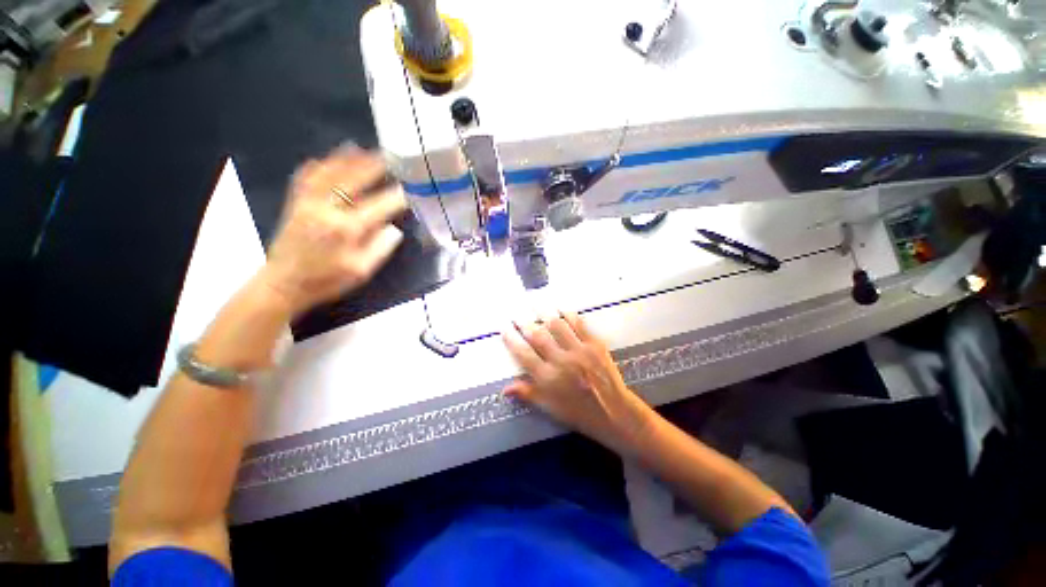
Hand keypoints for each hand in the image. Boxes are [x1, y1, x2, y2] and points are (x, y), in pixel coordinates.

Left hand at [259, 145, 406, 316]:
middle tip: (388, 157)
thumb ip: (380, 248)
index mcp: (347, 229)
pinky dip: (317, 165)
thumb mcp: (360, 272)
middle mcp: (327, 210)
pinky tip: (325, 158)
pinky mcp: (295, 203)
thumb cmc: (326, 281)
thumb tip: (394, 229)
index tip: (409, 189)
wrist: (283, 284)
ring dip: (346, 159)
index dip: (396, 197)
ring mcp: (307, 203)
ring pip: (328, 172)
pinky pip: (305, 177)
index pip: (379, 206)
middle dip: (373, 166)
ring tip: (362, 149)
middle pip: (353, 180)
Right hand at [502, 312, 652, 453]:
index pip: (524, 355)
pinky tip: (561, 309)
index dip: (512, 340)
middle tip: (517, 314)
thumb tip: (505, 389)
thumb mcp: (550, 408)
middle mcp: (561, 362)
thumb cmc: (579, 412)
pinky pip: (579, 325)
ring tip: (536, 304)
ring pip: (557, 326)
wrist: (613, 412)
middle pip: (538, 336)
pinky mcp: (594, 345)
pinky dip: (568, 315)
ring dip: (544, 313)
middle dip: (524, 323)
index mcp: (548, 379)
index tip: (505, 328)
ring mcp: (578, 351)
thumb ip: (528, 394)